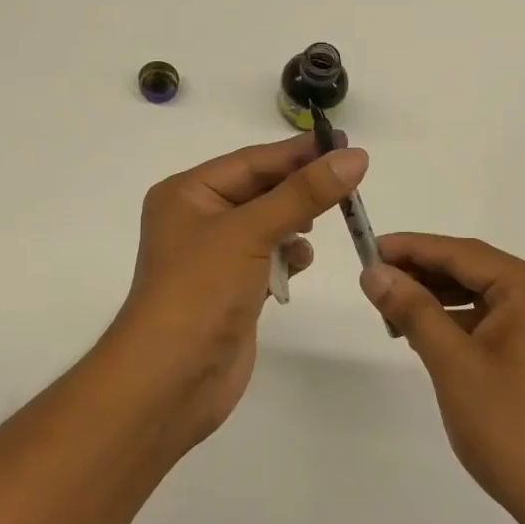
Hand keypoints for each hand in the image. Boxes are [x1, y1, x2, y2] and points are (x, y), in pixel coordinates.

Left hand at [106, 134, 368, 443]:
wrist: (170, 380)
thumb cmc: (200, 291)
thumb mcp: (251, 232)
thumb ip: (304, 194)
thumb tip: (354, 157)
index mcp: (188, 193)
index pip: (252, 160)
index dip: (299, 151)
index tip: (346, 143)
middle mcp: (198, 219)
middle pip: (261, 190)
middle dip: (301, 187)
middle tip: (350, 179)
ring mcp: (215, 257)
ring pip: (268, 224)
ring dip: (296, 222)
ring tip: (328, 220)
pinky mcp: (232, 289)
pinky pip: (268, 258)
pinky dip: (288, 257)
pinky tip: (300, 262)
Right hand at [360, 235, 524, 523]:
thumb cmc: (510, 426)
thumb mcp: (453, 363)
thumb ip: (413, 310)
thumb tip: (374, 272)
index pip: (461, 253)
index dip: (411, 248)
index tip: (367, 248)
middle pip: (473, 269)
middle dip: (422, 273)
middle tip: (373, 280)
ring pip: (481, 295)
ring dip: (437, 298)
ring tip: (390, 307)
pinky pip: (493, 320)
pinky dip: (458, 322)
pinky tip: (425, 332)